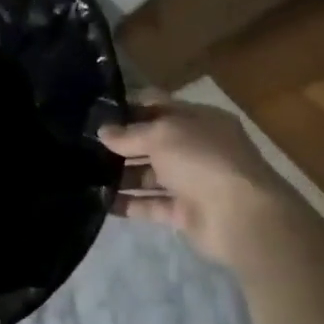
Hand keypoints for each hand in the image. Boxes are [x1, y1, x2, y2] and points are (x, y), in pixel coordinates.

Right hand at [98, 93, 297, 266]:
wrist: (240, 217)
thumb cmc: (202, 160)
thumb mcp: (162, 134)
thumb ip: (129, 133)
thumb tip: (103, 132)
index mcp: (200, 120)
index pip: (160, 106)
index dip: (130, 107)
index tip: (97, 113)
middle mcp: (197, 148)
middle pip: (152, 142)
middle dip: (121, 144)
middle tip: (83, 146)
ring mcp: (192, 182)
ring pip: (149, 175)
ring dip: (120, 175)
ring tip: (84, 174)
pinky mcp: (185, 212)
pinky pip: (150, 205)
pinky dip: (127, 204)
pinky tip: (98, 201)